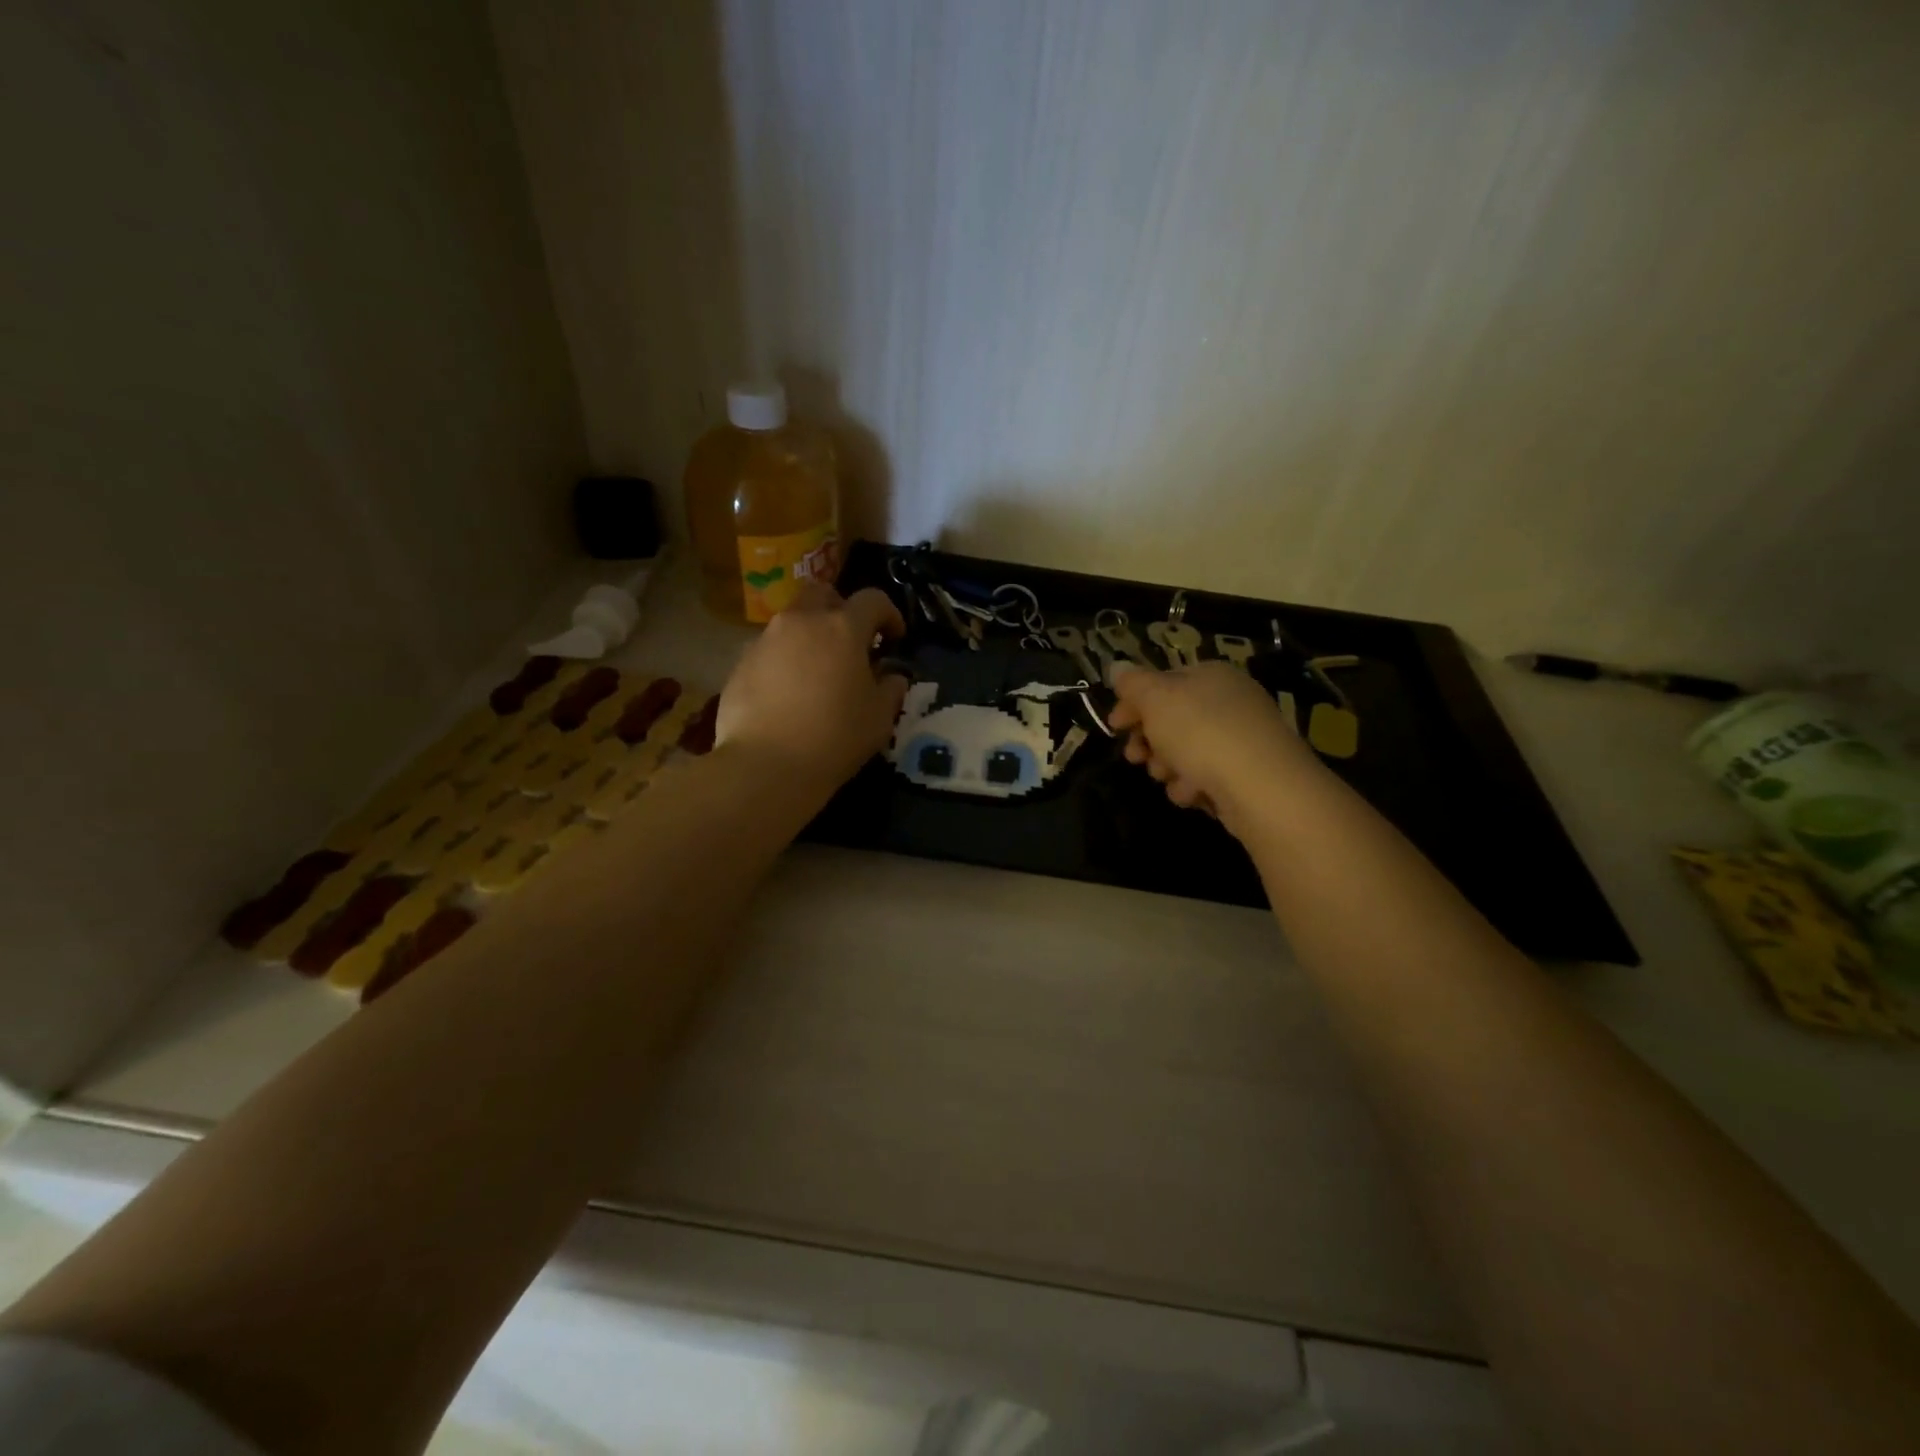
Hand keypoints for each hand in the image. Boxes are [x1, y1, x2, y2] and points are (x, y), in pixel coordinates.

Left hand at [714, 581, 908, 791]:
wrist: (766, 766)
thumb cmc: (835, 738)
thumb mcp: (879, 718)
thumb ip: (891, 689)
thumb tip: (892, 676)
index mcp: (842, 628)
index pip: (872, 600)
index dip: (889, 614)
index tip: (894, 637)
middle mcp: (801, 622)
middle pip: (822, 593)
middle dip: (840, 608)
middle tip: (850, 641)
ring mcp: (765, 640)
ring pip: (791, 621)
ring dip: (809, 636)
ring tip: (817, 672)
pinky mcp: (740, 663)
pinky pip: (769, 650)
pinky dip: (784, 660)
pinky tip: (788, 694)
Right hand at [1108, 662, 1321, 833]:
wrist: (1261, 786)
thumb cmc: (1201, 732)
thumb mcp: (1156, 698)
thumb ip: (1133, 683)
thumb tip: (1118, 666)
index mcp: (1210, 675)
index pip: (1162, 682)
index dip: (1132, 702)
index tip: (1114, 726)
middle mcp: (1229, 701)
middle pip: (1172, 720)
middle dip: (1149, 740)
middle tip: (1135, 756)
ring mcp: (1241, 739)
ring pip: (1185, 752)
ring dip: (1167, 767)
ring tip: (1167, 776)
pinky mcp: (1247, 775)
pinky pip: (1206, 777)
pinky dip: (1192, 786)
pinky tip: (1192, 793)